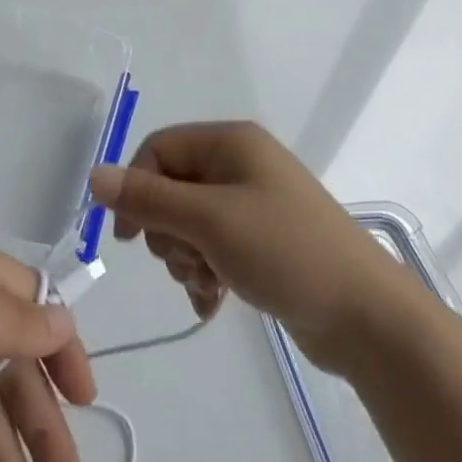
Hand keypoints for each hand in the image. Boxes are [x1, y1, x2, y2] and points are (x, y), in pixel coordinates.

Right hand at [88, 121, 396, 373]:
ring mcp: (253, 204)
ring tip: (206, 284)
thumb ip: (148, 199)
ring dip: (185, 258)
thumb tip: (93, 176)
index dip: (135, 187)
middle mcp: (240, 165)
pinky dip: (205, 273)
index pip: (158, 149)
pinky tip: (213, 302)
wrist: (368, 317)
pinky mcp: (262, 242)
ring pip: (188, 222)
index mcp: (231, 143)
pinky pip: (212, 247)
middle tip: (186, 260)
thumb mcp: (210, 221)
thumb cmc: (286, 251)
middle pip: (171, 187)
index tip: (127, 236)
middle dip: (167, 231)